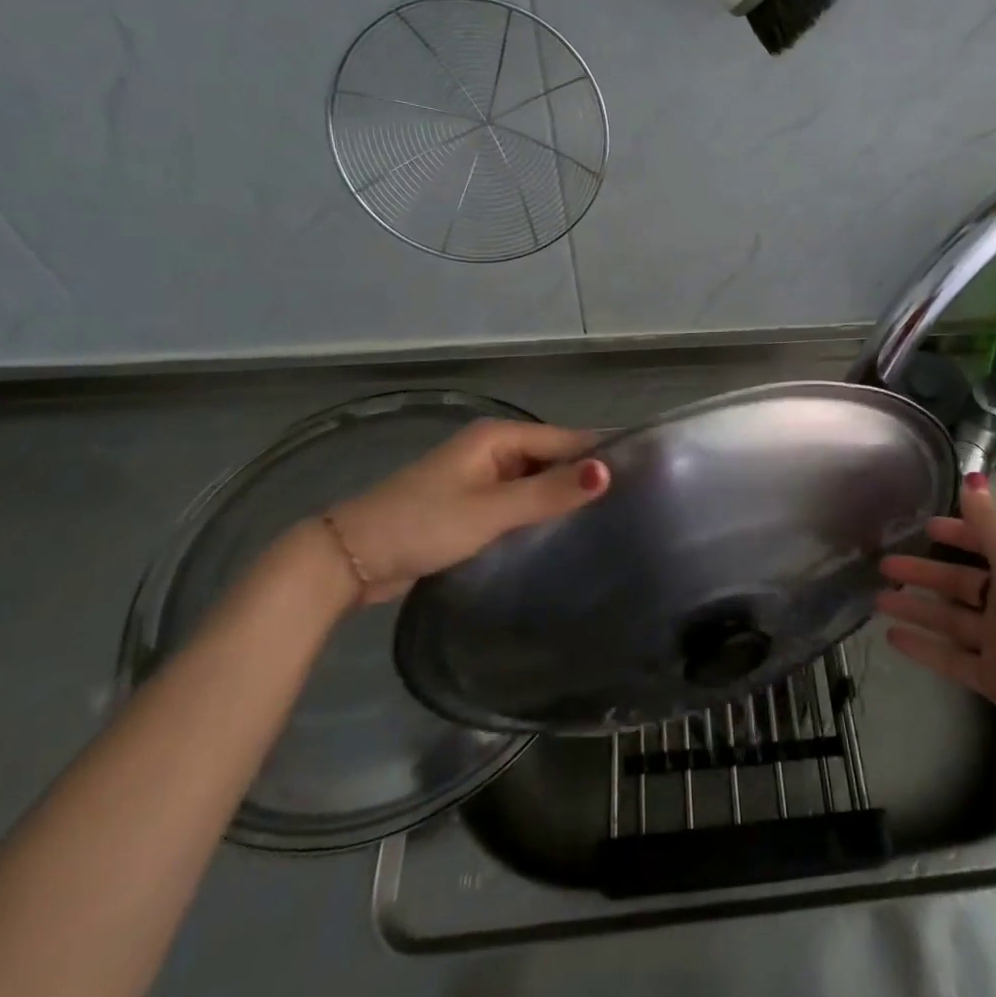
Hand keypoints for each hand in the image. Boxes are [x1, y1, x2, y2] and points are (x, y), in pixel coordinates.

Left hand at [320, 420, 608, 604]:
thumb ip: (549, 493)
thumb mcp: (491, 510)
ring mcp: (481, 478)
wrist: (349, 559)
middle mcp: (493, 449)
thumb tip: (608, 471)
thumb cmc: (423, 524)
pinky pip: (518, 501)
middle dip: (585, 476)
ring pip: (536, 481)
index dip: (601, 453)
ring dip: (562, 496)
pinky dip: (539, 512)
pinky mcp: (472, 505)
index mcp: (498, 437)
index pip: (565, 439)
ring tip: (611, 518)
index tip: (646, 472)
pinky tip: (564, 533)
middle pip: (552, 457)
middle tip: (635, 502)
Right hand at [876, 472, 995, 760]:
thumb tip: (973, 477)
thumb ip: (987, 523)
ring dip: (915, 608)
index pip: (984, 546)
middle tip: (885, 565)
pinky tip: (891, 637)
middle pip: (959, 583)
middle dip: (923, 572)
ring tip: (878, 599)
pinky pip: (948, 657)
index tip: (925, 527)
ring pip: (948, 619)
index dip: (957, 534)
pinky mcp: (989, 678)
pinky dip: (921, 647)